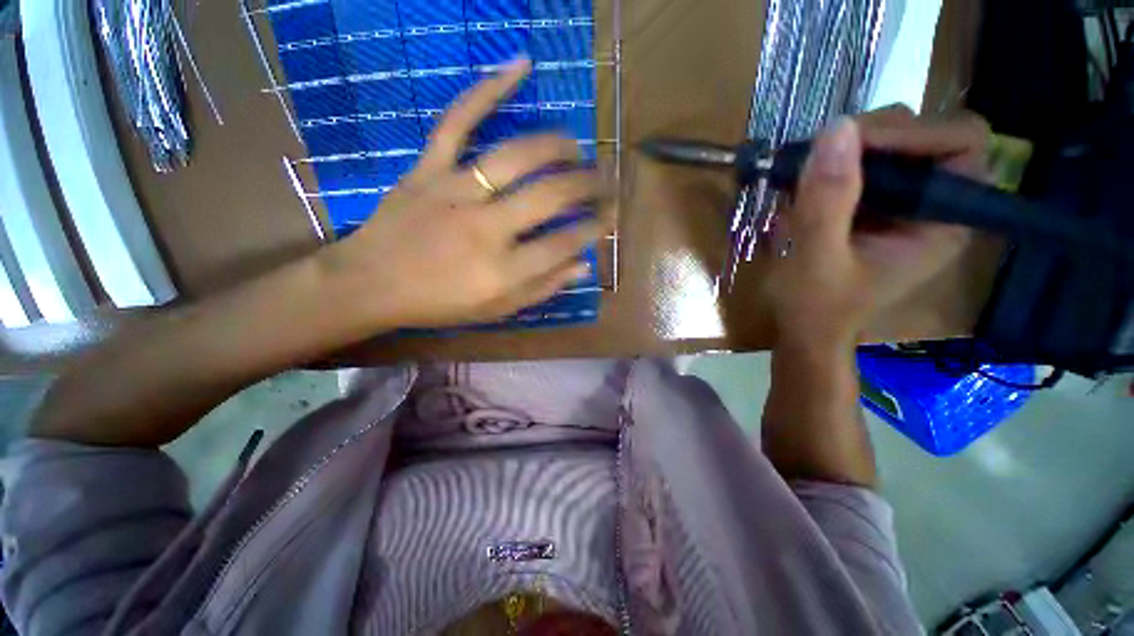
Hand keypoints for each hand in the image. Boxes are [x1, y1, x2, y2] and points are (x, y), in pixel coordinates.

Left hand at [321, 57, 611, 328]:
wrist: (372, 283)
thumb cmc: (440, 303)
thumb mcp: (497, 309)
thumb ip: (543, 288)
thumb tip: (583, 265)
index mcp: (503, 270)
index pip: (564, 242)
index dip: (594, 227)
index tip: (608, 217)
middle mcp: (486, 228)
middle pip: (550, 195)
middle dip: (587, 184)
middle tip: (605, 180)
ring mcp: (455, 192)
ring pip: (516, 156)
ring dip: (557, 146)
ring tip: (576, 147)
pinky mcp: (428, 168)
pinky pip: (458, 121)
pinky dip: (488, 88)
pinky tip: (520, 65)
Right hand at [766, 106, 990, 349]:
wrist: (805, 331)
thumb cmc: (815, 308)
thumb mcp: (816, 259)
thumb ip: (828, 200)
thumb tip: (837, 127)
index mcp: (943, 222)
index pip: (961, 143)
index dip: (912, 133)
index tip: (850, 145)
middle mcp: (934, 204)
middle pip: (924, 135)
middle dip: (870, 138)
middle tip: (816, 159)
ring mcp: (904, 204)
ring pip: (892, 144)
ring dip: (846, 149)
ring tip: (804, 172)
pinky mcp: (876, 207)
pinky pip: (865, 165)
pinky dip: (833, 164)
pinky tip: (805, 183)